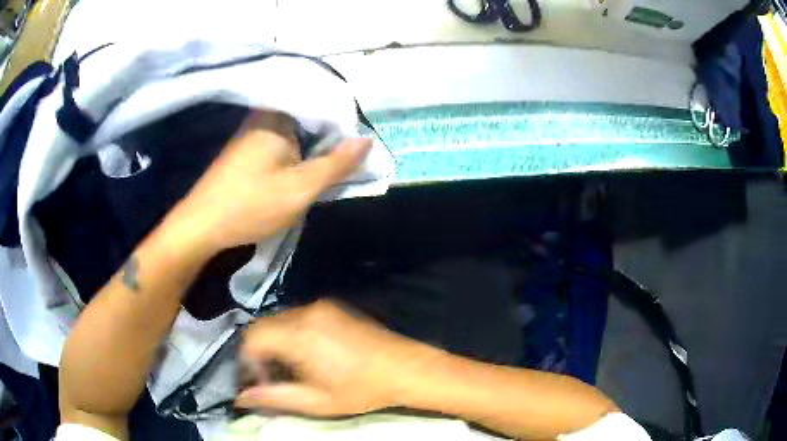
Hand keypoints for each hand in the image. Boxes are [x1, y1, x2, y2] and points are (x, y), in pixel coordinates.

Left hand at [172, 110, 371, 252]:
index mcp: (277, 117)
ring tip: (333, 164)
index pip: (322, 106)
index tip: (360, 142)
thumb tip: (367, 140)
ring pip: (295, 134)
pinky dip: (296, 155)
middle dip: (330, 137)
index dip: (345, 123)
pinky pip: (281, 144)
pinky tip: (303, 170)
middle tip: (351, 156)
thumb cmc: (250, 205)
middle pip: (308, 119)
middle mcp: (263, 118)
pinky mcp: (245, 151)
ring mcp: (252, 134)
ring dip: (313, 149)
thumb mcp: (300, 188)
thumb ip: (336, 164)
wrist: (201, 226)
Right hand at [236, 299, 439, 416]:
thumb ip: (275, 397)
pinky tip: (307, 354)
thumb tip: (240, 397)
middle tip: (272, 376)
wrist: (405, 368)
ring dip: (275, 342)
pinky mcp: (334, 307)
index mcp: (299, 335)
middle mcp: (307, 313)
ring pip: (280, 320)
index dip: (248, 359)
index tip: (260, 380)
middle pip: (264, 326)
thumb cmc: (361, 390)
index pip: (252, 337)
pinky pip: (298, 316)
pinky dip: (291, 333)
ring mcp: (322, 307)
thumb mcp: (316, 401)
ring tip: (290, 368)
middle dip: (259, 351)